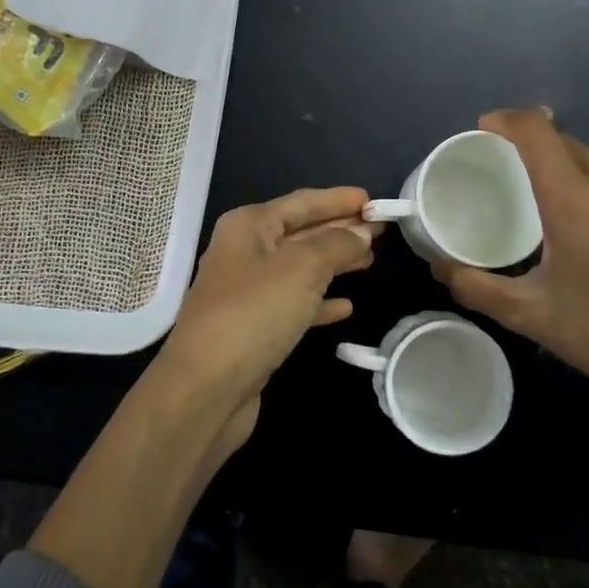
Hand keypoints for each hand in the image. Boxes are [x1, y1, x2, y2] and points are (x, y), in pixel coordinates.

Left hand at [153, 187, 377, 450]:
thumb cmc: (254, 313)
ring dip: (333, 263)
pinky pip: (294, 304)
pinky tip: (346, 307)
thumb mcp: (302, 268)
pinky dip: (319, 302)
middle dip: (339, 229)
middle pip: (301, 233)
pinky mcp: (254, 329)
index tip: (373, 201)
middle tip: (381, 229)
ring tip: (370, 260)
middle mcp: (244, 253)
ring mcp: (247, 293)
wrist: (206, 388)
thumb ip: (336, 245)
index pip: (301, 202)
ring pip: (299, 269)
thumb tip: (360, 233)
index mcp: (249, 226)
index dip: (338, 199)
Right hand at [435, 110, 588, 431]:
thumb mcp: (532, 315)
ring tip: (536, 201)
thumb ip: (477, 287)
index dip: (506, 120)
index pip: (537, 132)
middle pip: (565, 143)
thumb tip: (438, 268)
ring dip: (562, 168)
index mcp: (576, 198)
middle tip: (500, 171)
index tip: (481, 129)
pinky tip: (581, 230)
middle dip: (530, 146)